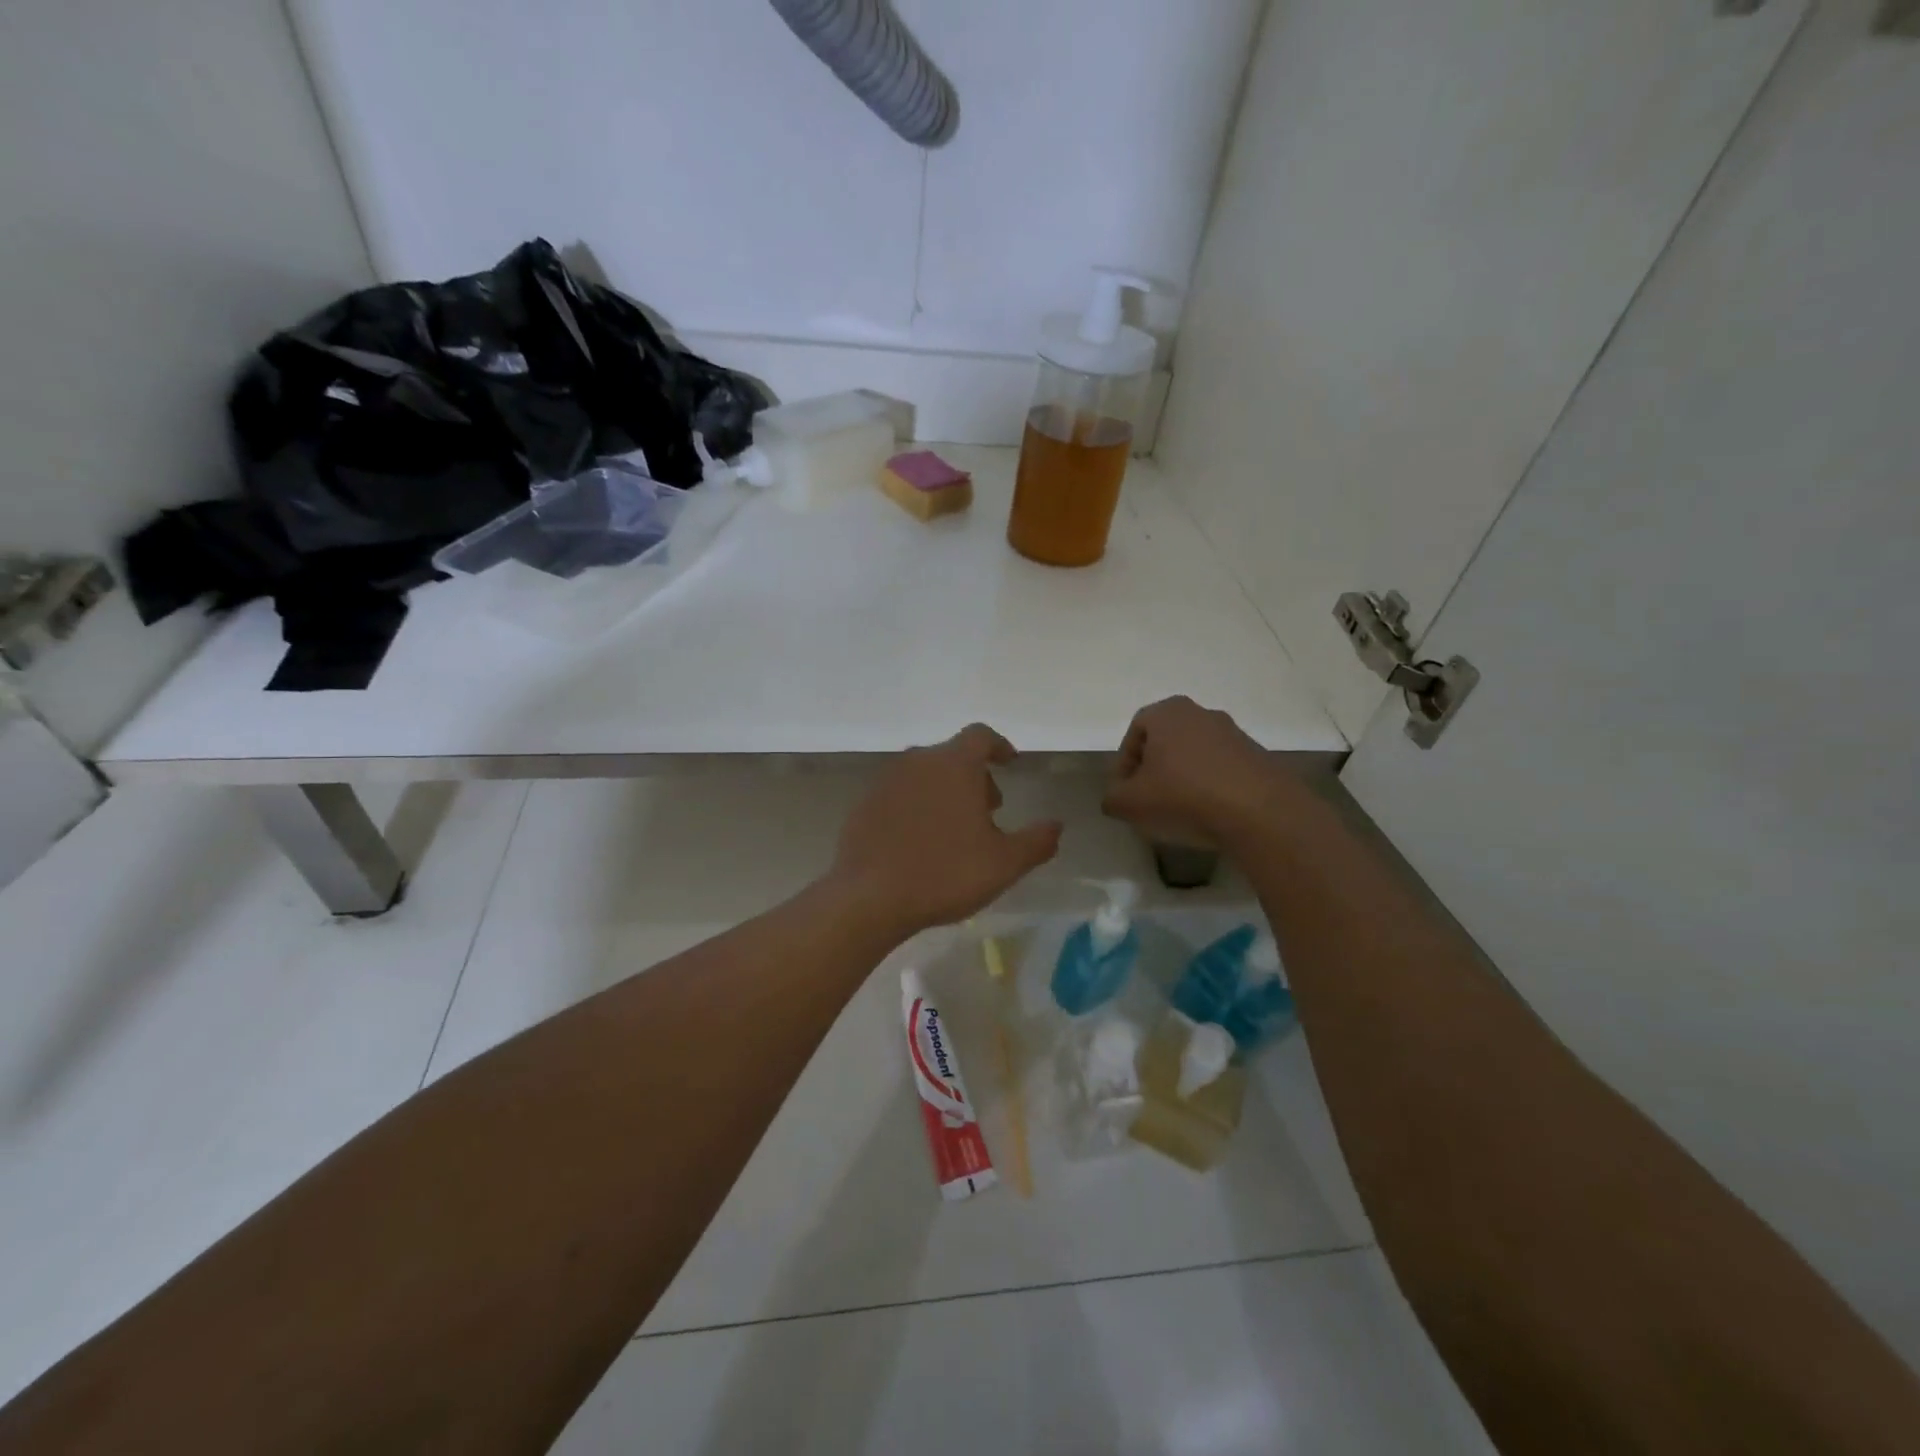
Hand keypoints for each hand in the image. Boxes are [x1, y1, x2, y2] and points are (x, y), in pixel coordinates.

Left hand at [830, 724, 1062, 937]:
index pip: (980, 736)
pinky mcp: (864, 804)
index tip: (1009, 763)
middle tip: (988, 809)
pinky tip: (920, 841)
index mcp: (954, 764)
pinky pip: (899, 795)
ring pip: (924, 774)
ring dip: (945, 791)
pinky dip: (916, 806)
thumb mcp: (1004, 863)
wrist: (869, 897)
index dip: (999, 746)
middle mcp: (918, 762)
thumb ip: (1036, 841)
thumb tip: (1056, 825)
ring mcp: (886, 781)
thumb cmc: (945, 873)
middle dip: (974, 776)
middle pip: (952, 756)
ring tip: (955, 829)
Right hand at [1103, 697, 1294, 849]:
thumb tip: (1116, 797)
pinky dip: (1210, 786)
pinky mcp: (1257, 756)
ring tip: (1179, 811)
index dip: (1123, 765)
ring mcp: (1234, 733)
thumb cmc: (1184, 796)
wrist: (1260, 813)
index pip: (1134, 732)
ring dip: (1182, 778)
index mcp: (1168, 712)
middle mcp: (1202, 713)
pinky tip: (1209, 813)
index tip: (1124, 793)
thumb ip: (1113, 797)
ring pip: (1194, 755)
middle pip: (1165, 741)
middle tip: (1148, 800)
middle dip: (1153, 770)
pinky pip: (1221, 769)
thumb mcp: (1130, 803)